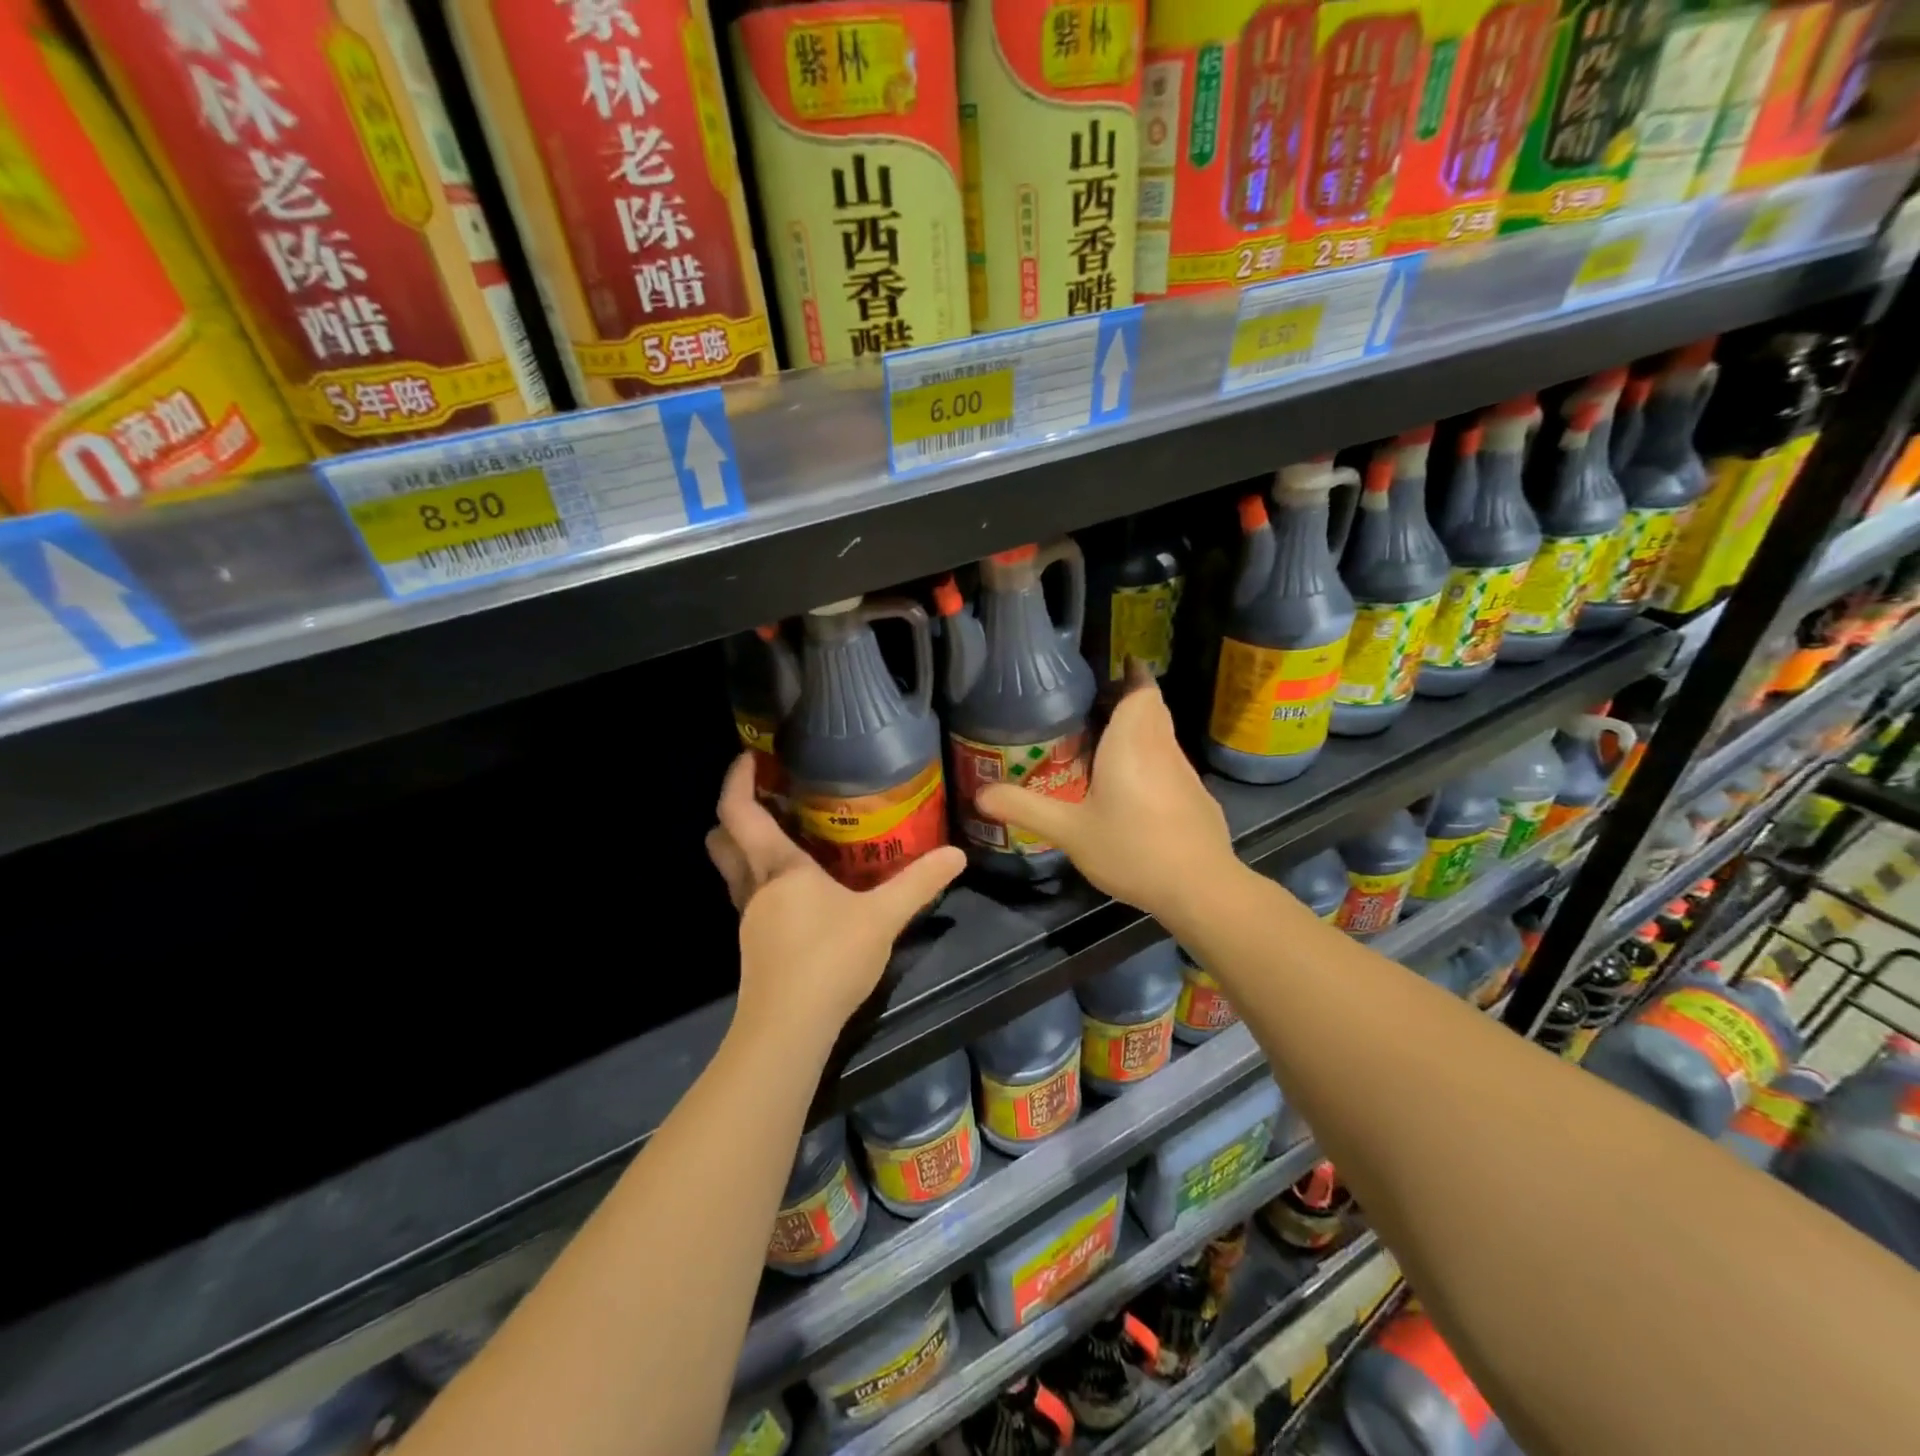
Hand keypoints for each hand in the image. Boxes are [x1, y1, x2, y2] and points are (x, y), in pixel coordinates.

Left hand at [707, 755, 965, 1045]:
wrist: (788, 1030)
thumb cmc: (829, 960)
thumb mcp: (883, 918)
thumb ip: (919, 884)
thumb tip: (957, 854)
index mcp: (779, 868)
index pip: (739, 813)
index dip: (737, 781)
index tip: (748, 758)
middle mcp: (755, 888)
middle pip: (723, 840)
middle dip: (734, 814)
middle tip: (766, 797)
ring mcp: (750, 919)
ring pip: (734, 871)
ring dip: (747, 847)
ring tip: (785, 835)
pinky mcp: (756, 944)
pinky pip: (749, 895)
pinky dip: (762, 878)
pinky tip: (797, 889)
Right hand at [976, 667, 1239, 921]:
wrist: (1200, 887)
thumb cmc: (1131, 848)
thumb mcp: (1069, 831)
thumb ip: (1025, 808)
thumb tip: (980, 793)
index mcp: (1132, 741)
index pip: (1140, 689)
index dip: (1131, 672)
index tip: (1114, 665)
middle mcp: (1161, 747)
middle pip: (1151, 708)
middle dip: (1128, 699)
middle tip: (1092, 707)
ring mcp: (1184, 773)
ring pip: (1161, 736)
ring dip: (1138, 731)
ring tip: (1103, 746)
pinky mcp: (1196, 797)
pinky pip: (1169, 764)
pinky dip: (1150, 761)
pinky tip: (1131, 790)